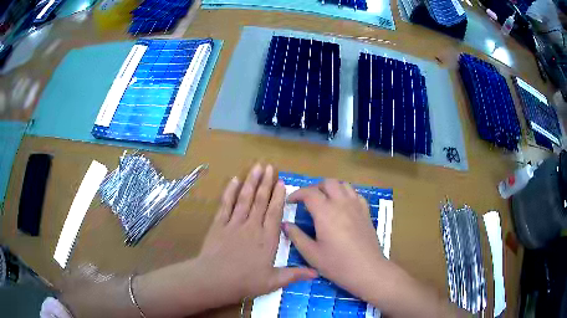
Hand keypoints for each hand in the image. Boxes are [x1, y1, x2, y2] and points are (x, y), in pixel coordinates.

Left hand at [194, 164, 316, 302]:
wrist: (215, 279)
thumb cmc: (245, 282)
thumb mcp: (273, 282)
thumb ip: (294, 274)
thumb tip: (317, 273)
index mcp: (267, 239)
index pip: (275, 213)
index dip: (278, 196)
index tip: (281, 182)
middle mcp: (252, 227)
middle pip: (260, 201)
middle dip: (266, 183)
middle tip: (270, 167)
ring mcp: (234, 224)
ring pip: (245, 199)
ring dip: (251, 182)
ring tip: (257, 167)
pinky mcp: (219, 224)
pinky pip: (226, 205)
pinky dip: (230, 192)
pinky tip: (234, 180)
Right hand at [283, 179, 386, 299]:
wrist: (367, 269)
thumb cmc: (337, 264)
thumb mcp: (311, 254)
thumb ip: (296, 236)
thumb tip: (286, 224)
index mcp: (325, 212)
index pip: (309, 193)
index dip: (297, 193)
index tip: (291, 201)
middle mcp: (342, 203)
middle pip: (327, 183)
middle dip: (314, 188)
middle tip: (307, 201)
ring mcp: (356, 206)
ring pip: (343, 185)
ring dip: (331, 188)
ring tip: (324, 200)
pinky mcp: (366, 211)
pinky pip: (355, 193)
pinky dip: (345, 194)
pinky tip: (342, 206)